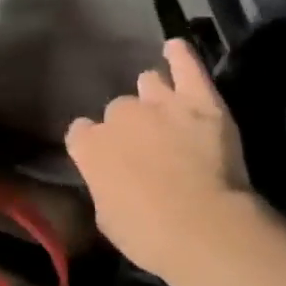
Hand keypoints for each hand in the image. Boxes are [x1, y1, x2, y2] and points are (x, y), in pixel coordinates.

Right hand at [65, 39, 257, 283]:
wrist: (204, 228)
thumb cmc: (150, 236)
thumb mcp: (108, 220)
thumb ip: (104, 188)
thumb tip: (110, 179)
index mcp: (90, 147)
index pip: (81, 132)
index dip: (96, 144)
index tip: (108, 159)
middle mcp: (119, 115)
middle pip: (118, 109)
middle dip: (130, 125)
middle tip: (149, 150)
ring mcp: (159, 102)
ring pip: (149, 83)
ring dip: (154, 95)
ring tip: (167, 112)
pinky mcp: (198, 99)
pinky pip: (186, 65)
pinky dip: (180, 56)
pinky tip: (175, 48)